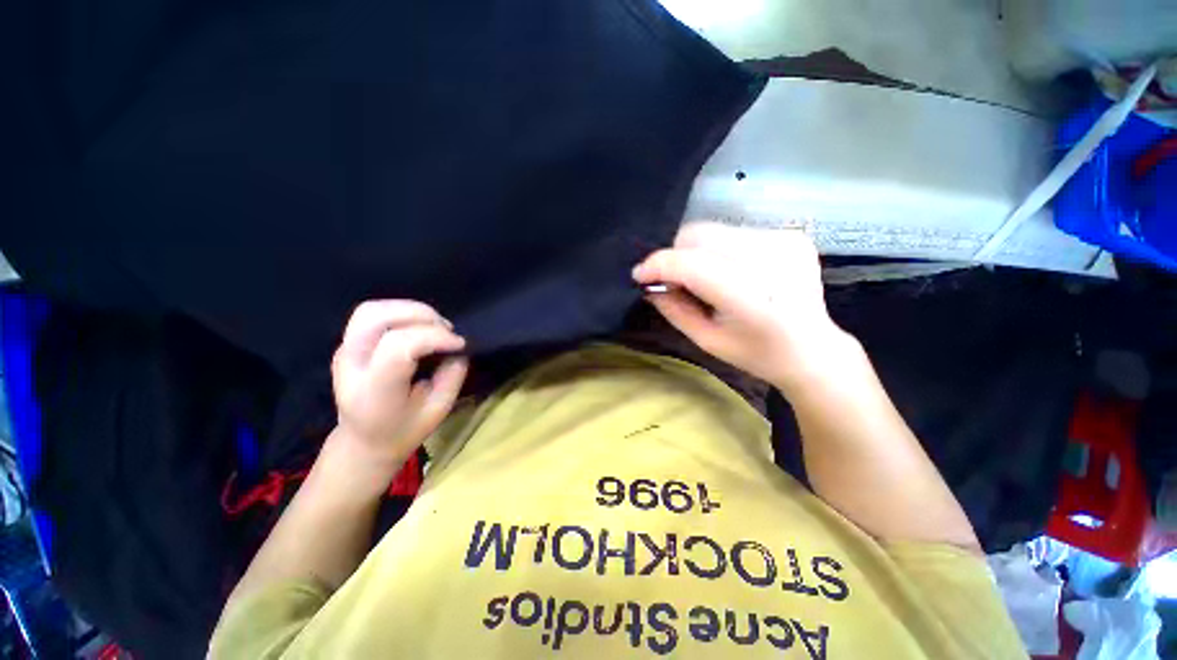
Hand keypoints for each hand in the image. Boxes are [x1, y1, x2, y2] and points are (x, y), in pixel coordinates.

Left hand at [331, 300, 467, 467]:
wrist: (363, 443)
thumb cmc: (404, 431)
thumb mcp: (438, 410)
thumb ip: (452, 376)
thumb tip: (458, 349)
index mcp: (374, 391)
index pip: (399, 345)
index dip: (435, 336)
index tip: (460, 344)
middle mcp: (352, 365)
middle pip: (377, 318)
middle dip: (421, 314)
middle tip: (446, 330)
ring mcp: (344, 352)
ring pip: (372, 310)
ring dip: (410, 309)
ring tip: (434, 325)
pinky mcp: (347, 344)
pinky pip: (372, 314)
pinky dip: (401, 312)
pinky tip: (419, 326)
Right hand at [632, 222, 852, 390]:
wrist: (813, 349)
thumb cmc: (756, 353)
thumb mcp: (707, 340)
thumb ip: (674, 309)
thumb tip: (650, 284)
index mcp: (752, 298)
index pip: (693, 264)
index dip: (659, 265)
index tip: (639, 275)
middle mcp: (771, 260)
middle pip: (699, 235)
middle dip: (676, 255)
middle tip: (675, 281)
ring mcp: (785, 241)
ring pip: (713, 230)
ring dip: (697, 252)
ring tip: (706, 279)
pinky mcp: (791, 235)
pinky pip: (734, 232)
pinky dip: (720, 250)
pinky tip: (733, 272)